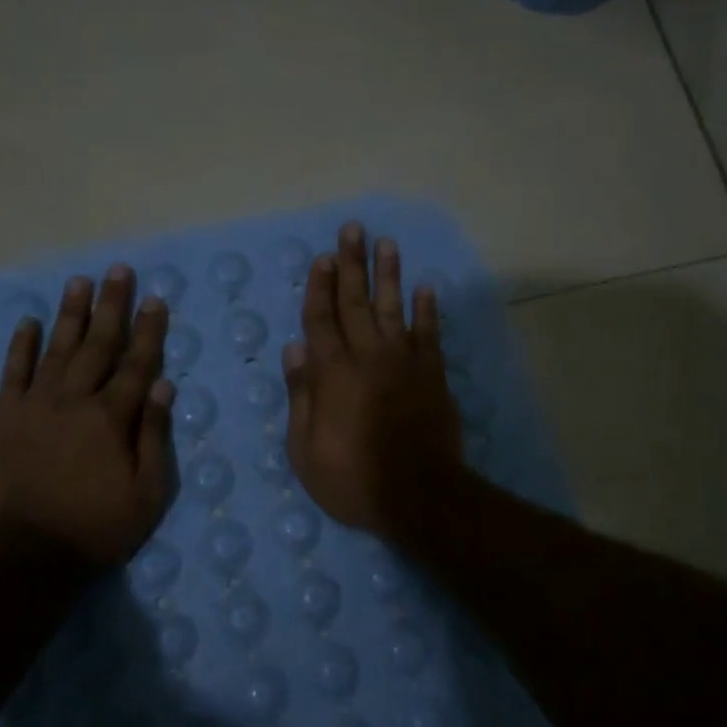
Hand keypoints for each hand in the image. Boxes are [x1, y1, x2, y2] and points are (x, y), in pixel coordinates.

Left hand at [0, 265, 176, 567]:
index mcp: (112, 417)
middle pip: (98, 345)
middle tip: (118, 271)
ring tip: (79, 282)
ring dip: (70, 314)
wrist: (26, 553)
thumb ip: (154, 435)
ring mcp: (36, 405)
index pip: (137, 364)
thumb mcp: (147, 492)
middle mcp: (75, 399)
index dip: (148, 331)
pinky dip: (21, 346)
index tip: (155, 299)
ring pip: (57, 349)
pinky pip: (13, 372)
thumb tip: (164, 385)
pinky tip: (28, 321)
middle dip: (111, 306)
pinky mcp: (5, 417)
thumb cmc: (97, 527)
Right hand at [282, 222, 462, 537]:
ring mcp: (404, 363)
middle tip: (353, 229)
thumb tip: (294, 348)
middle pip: (355, 303)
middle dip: (351, 264)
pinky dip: (428, 309)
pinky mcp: (433, 376)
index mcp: (332, 374)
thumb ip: (301, 395)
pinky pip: (430, 334)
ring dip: (389, 274)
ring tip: (387, 243)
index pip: (320, 320)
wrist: (419, 496)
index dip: (319, 287)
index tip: (322, 257)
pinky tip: (426, 286)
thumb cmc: (352, 479)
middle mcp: (368, 357)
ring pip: (393, 308)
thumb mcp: (305, 449)